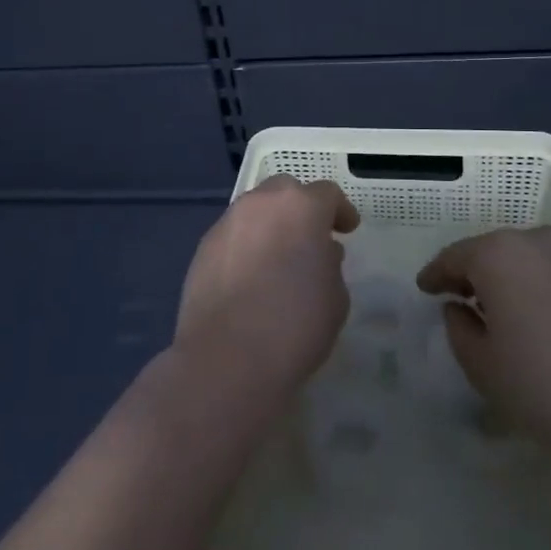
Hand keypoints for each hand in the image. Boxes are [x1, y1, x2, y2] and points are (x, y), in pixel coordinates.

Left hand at [174, 176, 360, 400]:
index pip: (327, 194)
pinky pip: (233, 236)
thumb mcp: (335, 296)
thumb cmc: (295, 325)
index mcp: (302, 207)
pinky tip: (250, 277)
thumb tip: (318, 253)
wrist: (228, 358)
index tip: (347, 229)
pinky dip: (246, 246)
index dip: (340, 211)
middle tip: (310, 237)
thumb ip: (329, 264)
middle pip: (285, 191)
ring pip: (255, 210)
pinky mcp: (203, 248)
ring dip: (270, 225)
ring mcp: (227, 223)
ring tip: (278, 257)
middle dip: (300, 208)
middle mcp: (261, 204)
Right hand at [417, 227, 550, 467]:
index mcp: (499, 255)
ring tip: (528, 311)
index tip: (427, 288)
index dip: (437, 273)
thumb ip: (458, 327)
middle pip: (501, 251)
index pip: (456, 256)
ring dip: (528, 277)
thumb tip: (459, 307)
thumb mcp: (481, 366)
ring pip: (543, 257)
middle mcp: (542, 238)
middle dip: (484, 273)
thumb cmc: (544, 389)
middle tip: (475, 303)